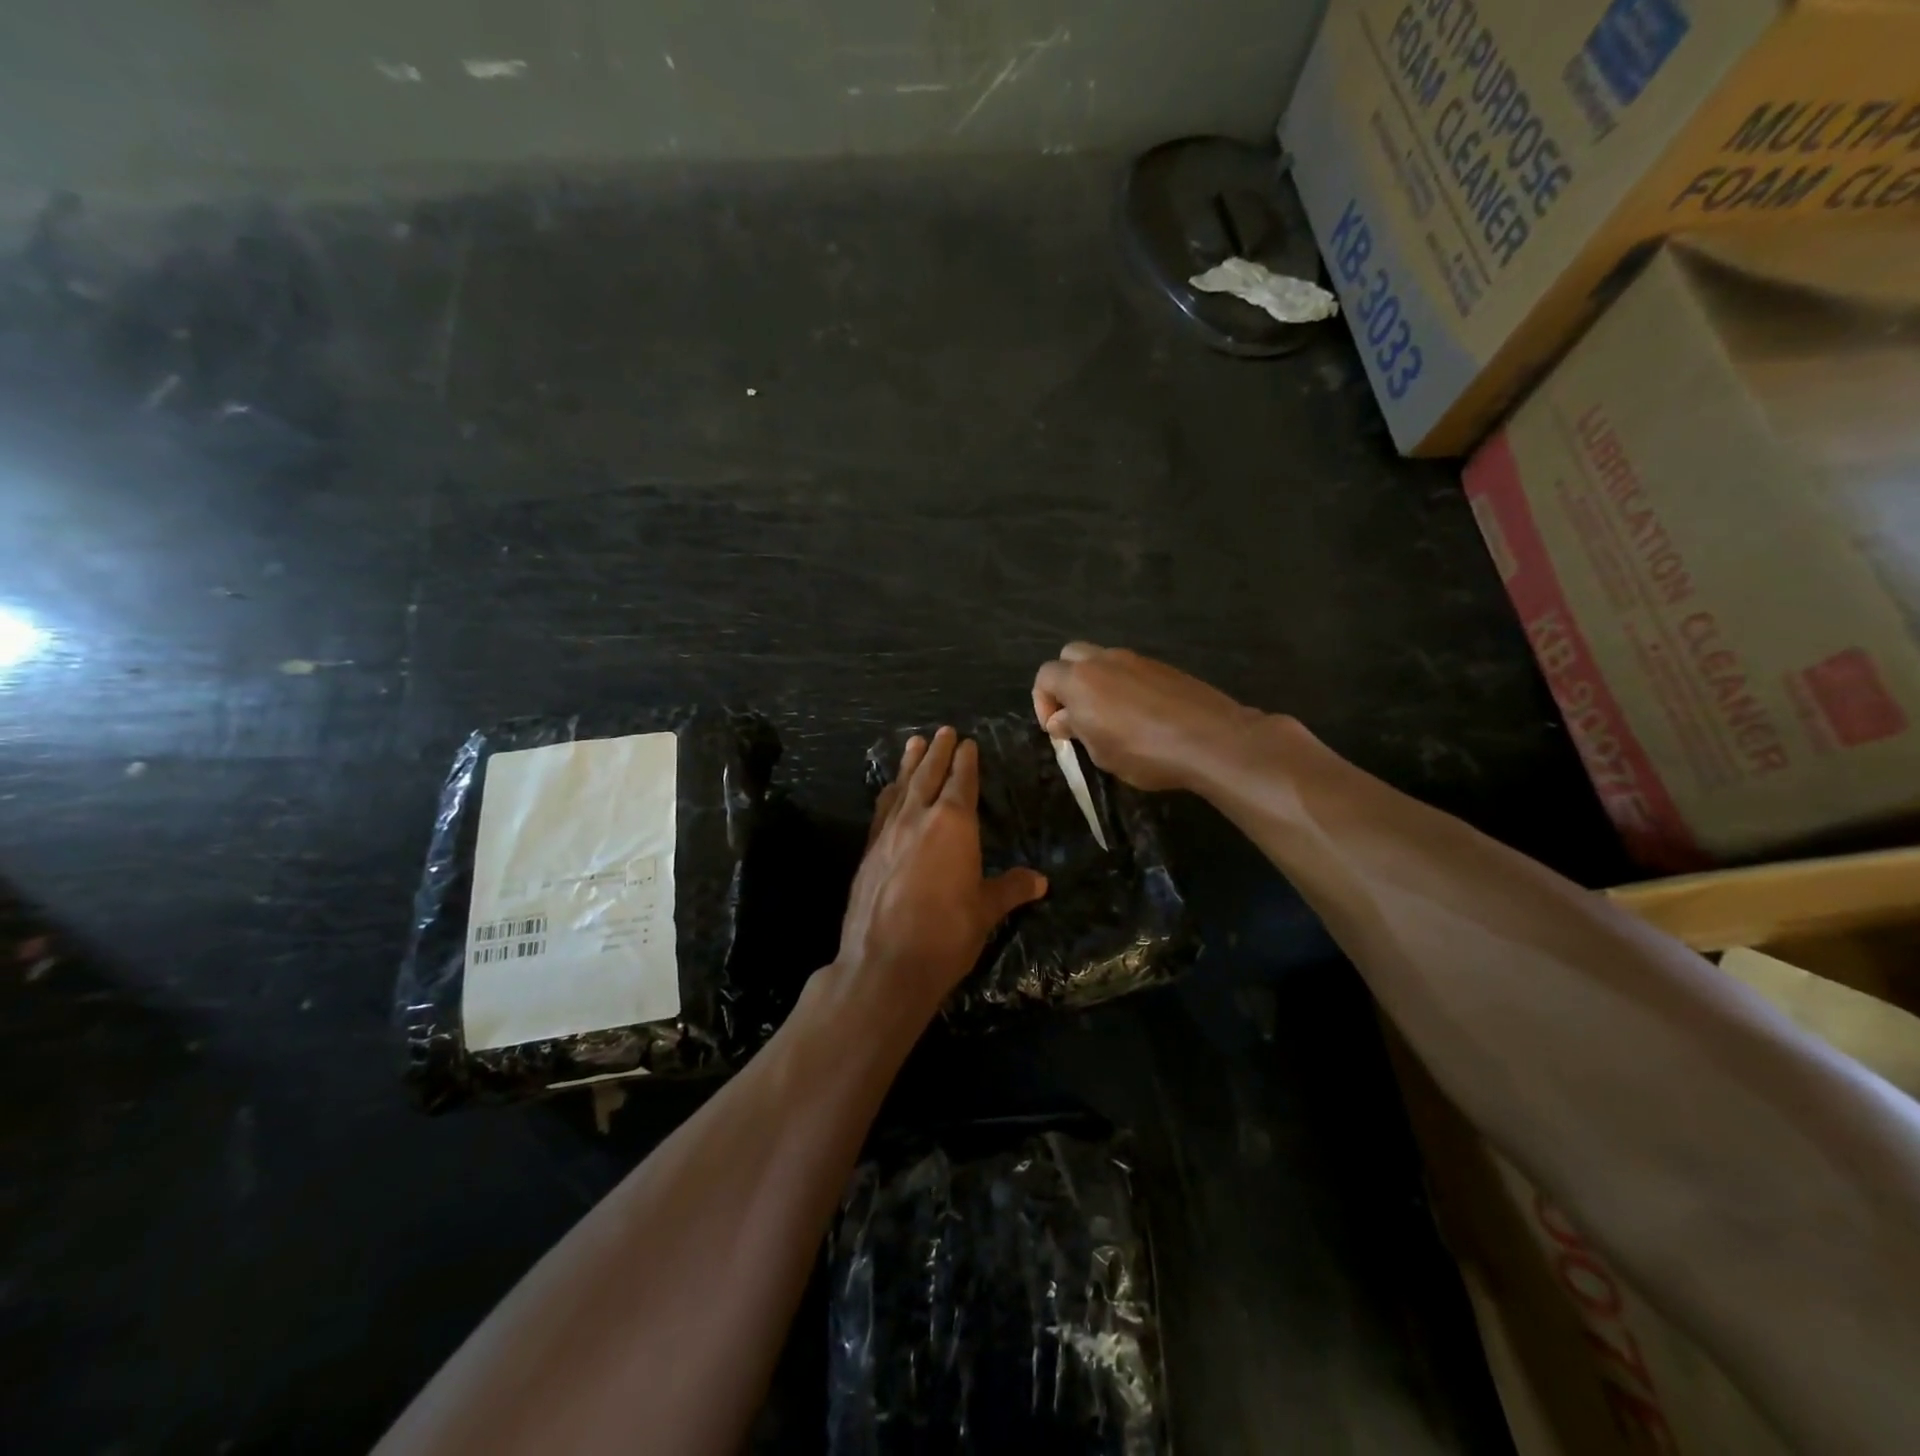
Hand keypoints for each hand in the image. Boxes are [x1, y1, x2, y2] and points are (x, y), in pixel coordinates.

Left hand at [833, 727, 1047, 1020]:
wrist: (884, 963)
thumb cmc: (946, 934)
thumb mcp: (986, 911)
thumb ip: (1010, 889)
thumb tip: (1040, 881)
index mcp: (954, 825)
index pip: (962, 782)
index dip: (966, 761)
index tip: (968, 743)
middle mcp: (918, 818)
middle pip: (929, 774)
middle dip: (938, 751)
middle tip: (943, 730)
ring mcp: (888, 833)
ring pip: (902, 787)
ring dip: (909, 763)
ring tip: (914, 743)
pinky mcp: (868, 851)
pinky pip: (882, 810)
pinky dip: (889, 794)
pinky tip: (889, 791)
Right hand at [1032, 642, 1261, 791]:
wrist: (1211, 739)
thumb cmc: (1145, 752)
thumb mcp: (1101, 753)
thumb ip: (1076, 730)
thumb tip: (1062, 720)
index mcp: (1080, 680)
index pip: (1045, 676)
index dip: (1042, 702)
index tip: (1056, 729)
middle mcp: (1104, 660)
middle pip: (1070, 656)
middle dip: (1066, 681)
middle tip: (1076, 713)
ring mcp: (1136, 659)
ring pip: (1102, 660)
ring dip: (1096, 681)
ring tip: (1109, 716)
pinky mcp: (1163, 666)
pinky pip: (1131, 669)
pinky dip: (1124, 684)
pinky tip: (1140, 714)